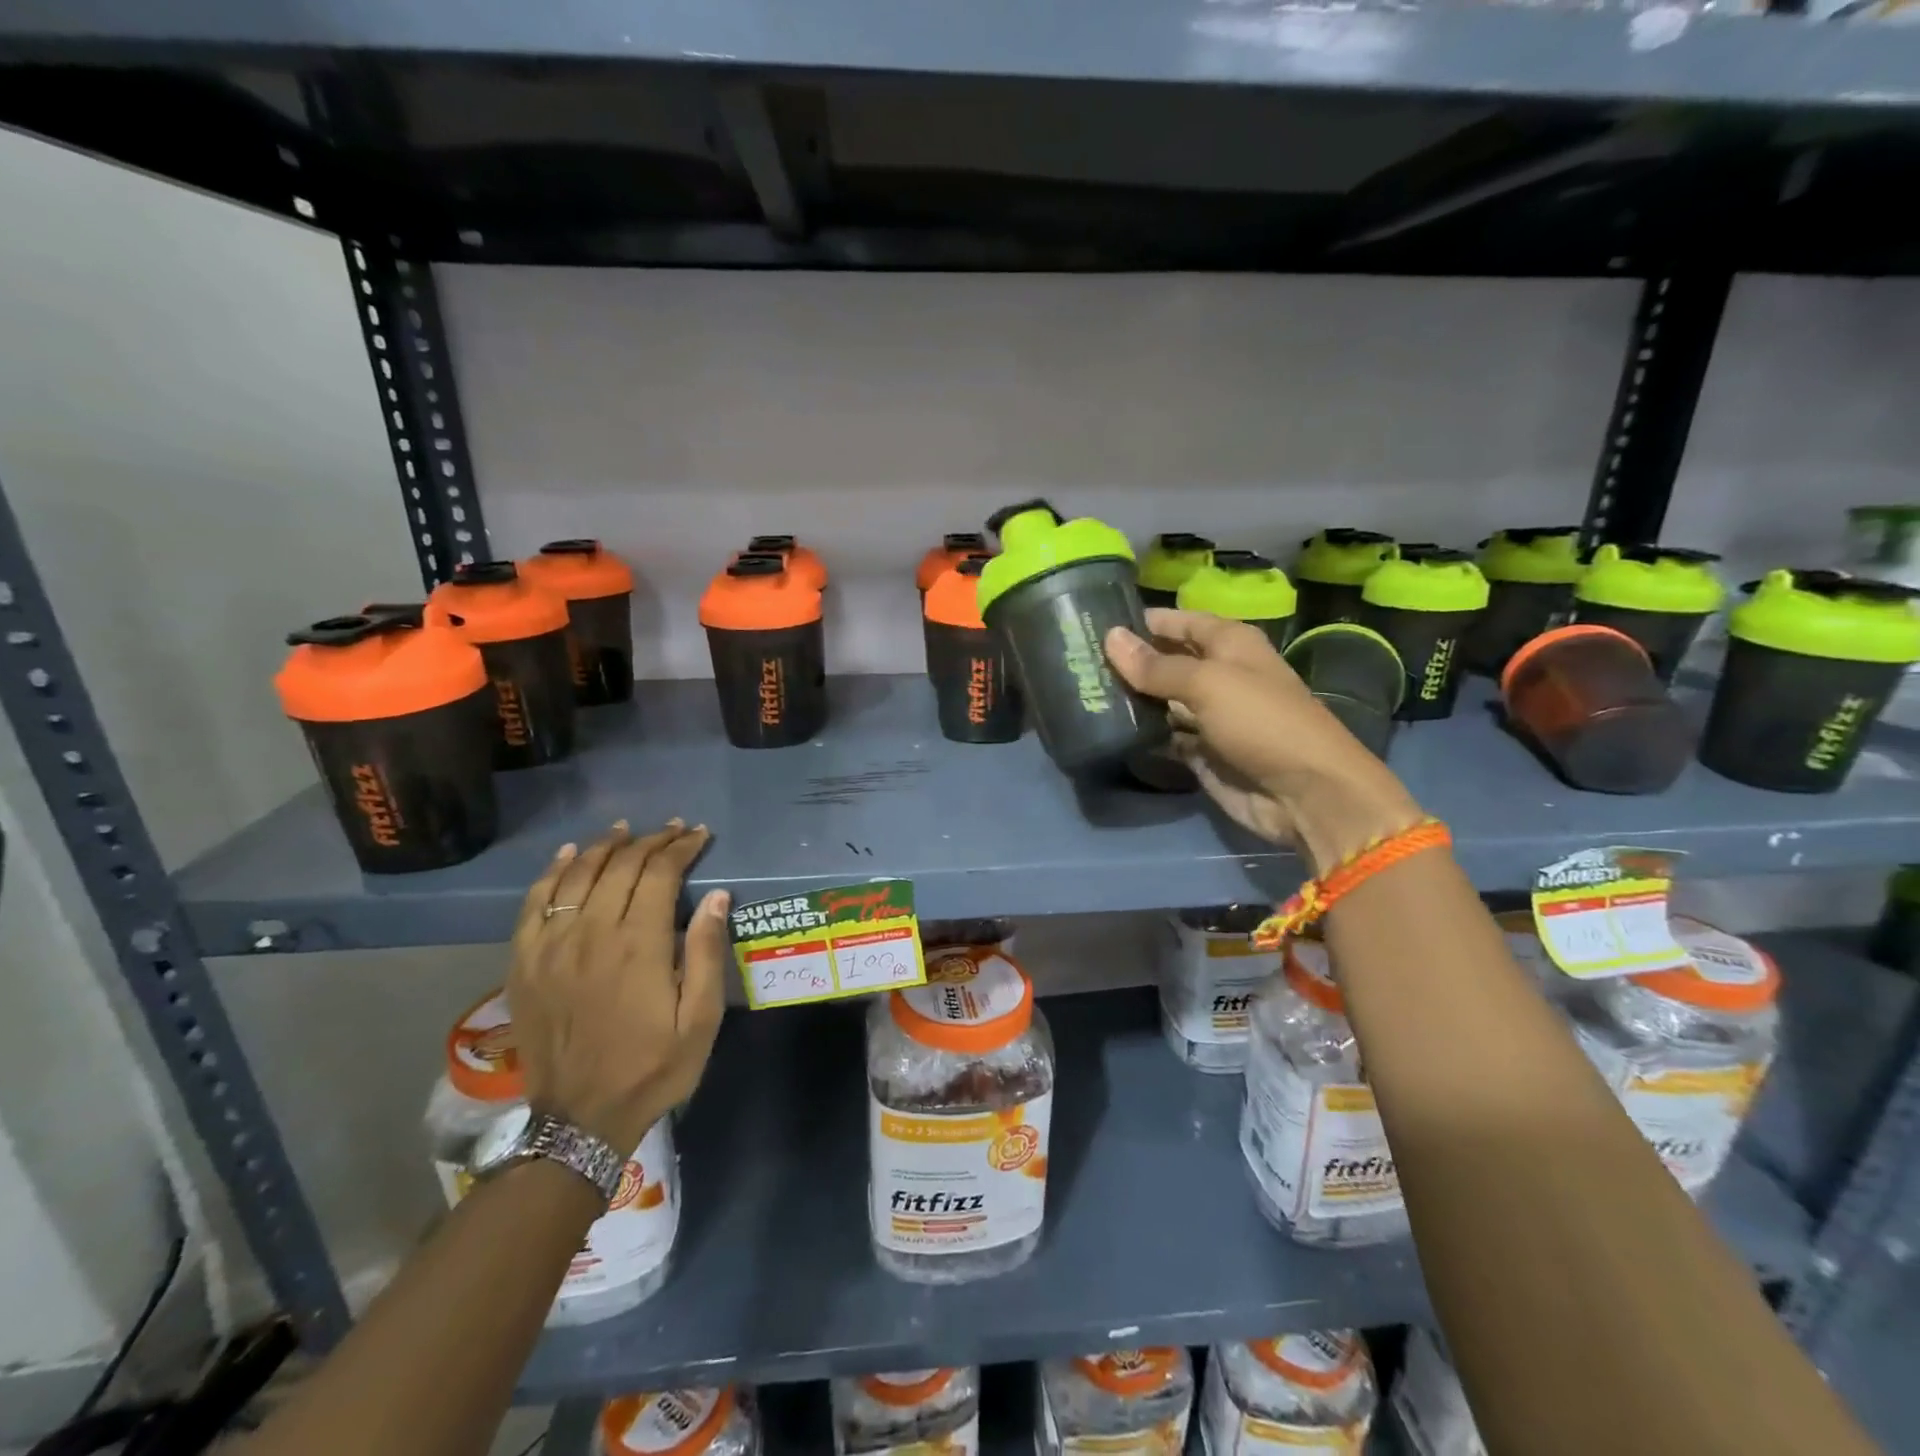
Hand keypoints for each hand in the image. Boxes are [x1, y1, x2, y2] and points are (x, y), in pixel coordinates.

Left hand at [508, 820, 729, 1152]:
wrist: (579, 1119)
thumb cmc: (652, 1068)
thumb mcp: (700, 1020)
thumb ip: (706, 953)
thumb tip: (717, 896)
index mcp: (638, 945)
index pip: (659, 874)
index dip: (681, 848)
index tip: (698, 835)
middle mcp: (591, 933)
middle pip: (620, 867)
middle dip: (650, 841)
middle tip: (672, 829)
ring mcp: (551, 946)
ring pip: (577, 875)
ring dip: (604, 846)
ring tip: (626, 831)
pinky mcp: (524, 962)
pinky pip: (535, 902)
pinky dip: (552, 872)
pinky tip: (569, 855)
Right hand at [1105, 609, 1424, 871]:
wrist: (1306, 793)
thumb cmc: (1262, 722)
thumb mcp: (1208, 684)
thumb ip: (1156, 666)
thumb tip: (1110, 637)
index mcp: (1229, 644)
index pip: (1179, 622)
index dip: (1143, 621)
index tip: (1094, 622)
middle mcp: (1219, 675)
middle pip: (1166, 661)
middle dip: (1129, 661)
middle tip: (1076, 661)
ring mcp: (1209, 716)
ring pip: (1161, 700)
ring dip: (1130, 698)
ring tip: (1081, 692)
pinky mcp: (1201, 752)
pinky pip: (1163, 736)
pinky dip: (1140, 733)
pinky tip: (1104, 728)